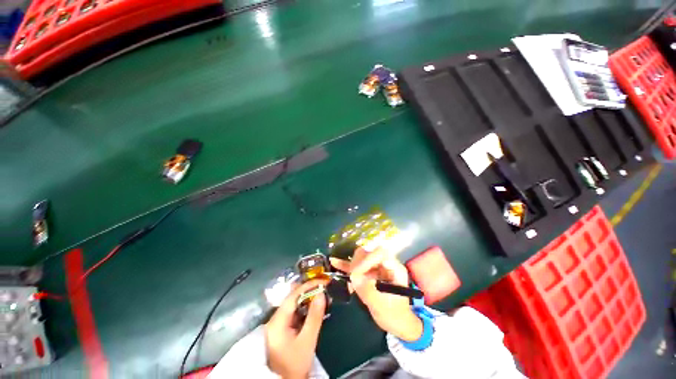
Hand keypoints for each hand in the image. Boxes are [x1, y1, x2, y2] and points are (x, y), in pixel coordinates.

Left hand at [265, 279, 327, 378]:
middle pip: (292, 297)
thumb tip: (321, 294)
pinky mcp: (282, 328)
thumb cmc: (294, 364)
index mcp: (278, 320)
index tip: (323, 281)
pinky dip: (305, 307)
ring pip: (294, 304)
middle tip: (324, 286)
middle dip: (309, 290)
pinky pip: (294, 312)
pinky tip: (314, 307)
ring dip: (307, 298)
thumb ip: (314, 317)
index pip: (293, 295)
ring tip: (321, 293)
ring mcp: (278, 323)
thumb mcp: (307, 341)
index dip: (308, 285)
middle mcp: (276, 318)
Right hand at [330, 248, 421, 341]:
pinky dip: (347, 266)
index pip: (380, 253)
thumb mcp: (382, 305)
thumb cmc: (394, 315)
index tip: (356, 274)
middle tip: (352, 277)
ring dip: (351, 265)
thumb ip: (368, 290)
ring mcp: (376, 267)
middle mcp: (385, 263)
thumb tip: (354, 277)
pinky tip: (334, 261)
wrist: (397, 322)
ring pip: (361, 257)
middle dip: (358, 263)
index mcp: (394, 268)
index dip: (367, 260)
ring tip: (345, 275)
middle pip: (369, 253)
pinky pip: (357, 266)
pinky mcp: (368, 272)